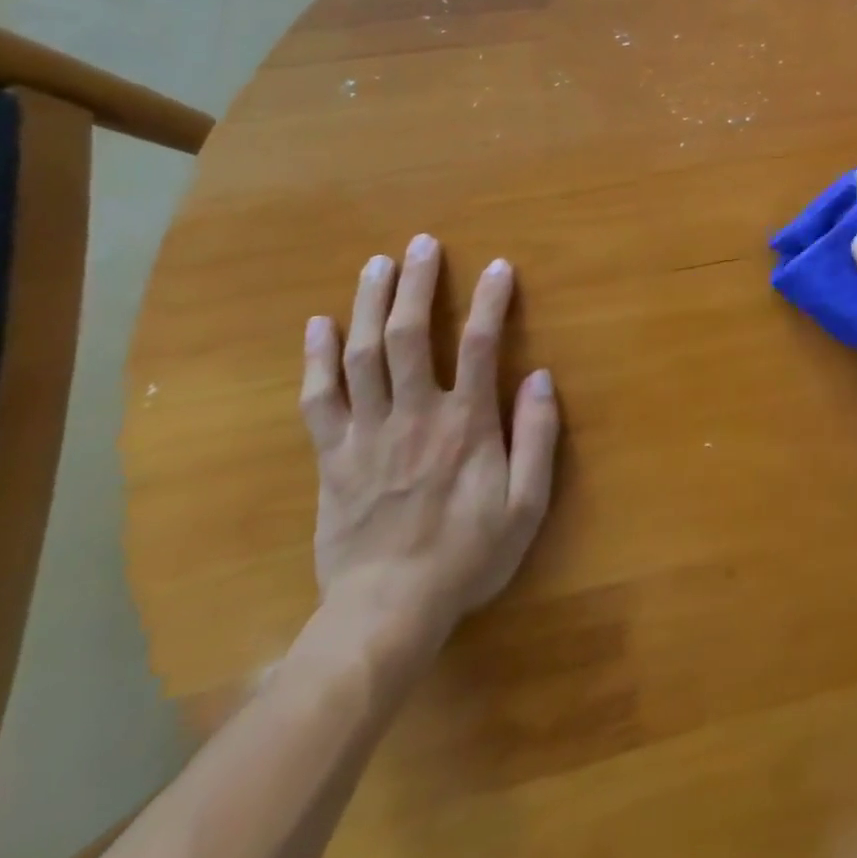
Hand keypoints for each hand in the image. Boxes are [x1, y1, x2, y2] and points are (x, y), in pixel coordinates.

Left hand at [300, 234, 560, 651]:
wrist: (385, 613)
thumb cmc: (467, 555)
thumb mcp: (527, 504)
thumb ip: (537, 436)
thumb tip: (540, 377)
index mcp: (465, 424)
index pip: (482, 345)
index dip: (492, 300)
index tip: (499, 266)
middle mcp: (414, 415)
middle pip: (412, 336)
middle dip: (418, 285)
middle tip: (422, 244)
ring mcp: (366, 434)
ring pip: (363, 356)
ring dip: (370, 305)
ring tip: (377, 265)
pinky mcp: (331, 457)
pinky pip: (319, 399)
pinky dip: (316, 359)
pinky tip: (318, 325)